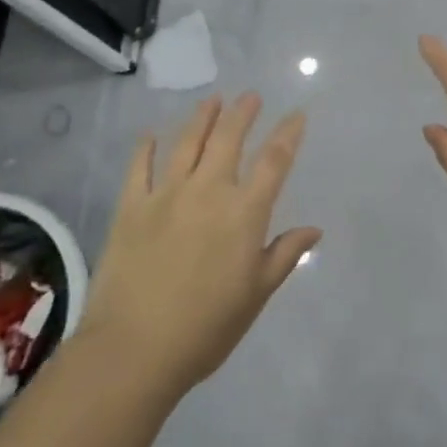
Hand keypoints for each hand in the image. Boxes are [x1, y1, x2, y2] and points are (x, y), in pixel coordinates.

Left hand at [80, 95, 318, 400]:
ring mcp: (166, 195)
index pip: (274, 161)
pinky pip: (139, 167)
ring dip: (203, 117)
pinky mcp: (131, 207)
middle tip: (250, 96)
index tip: (296, 114)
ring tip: (213, 100)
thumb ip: (284, 255)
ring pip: (188, 142)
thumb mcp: (256, 294)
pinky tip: (151, 134)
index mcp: (245, 213)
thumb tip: (314, 229)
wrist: (134, 350)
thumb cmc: (206, 327)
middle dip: (243, 113)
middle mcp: (209, 191)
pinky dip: (146, 147)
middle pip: (229, 139)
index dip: (288, 134)